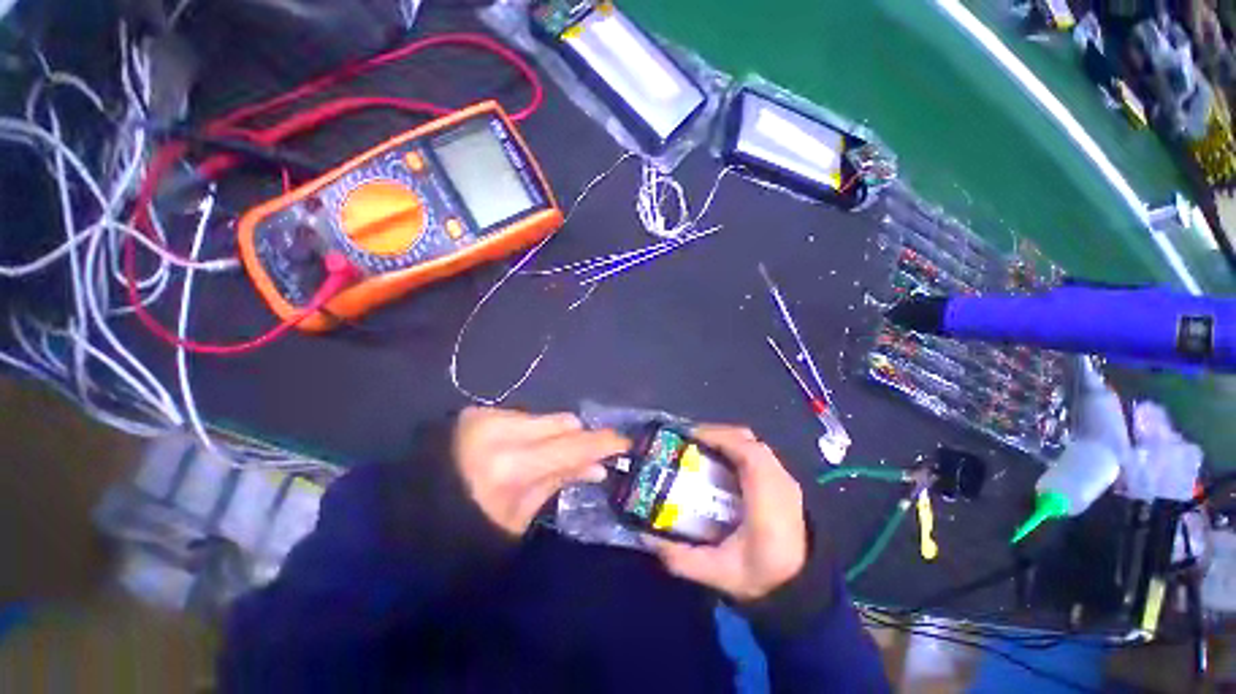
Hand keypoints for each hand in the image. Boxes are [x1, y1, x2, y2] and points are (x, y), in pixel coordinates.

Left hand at [454, 407, 628, 535]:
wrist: (410, 515)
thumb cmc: (467, 532)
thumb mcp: (521, 516)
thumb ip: (561, 480)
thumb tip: (598, 467)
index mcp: (510, 466)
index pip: (572, 446)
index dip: (603, 443)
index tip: (625, 442)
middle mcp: (500, 431)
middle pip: (564, 422)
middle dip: (579, 438)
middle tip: (587, 456)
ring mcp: (487, 416)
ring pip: (546, 417)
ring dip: (556, 435)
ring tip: (548, 457)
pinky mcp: (479, 412)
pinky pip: (525, 417)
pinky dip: (534, 432)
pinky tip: (524, 450)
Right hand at [647, 425, 806, 601]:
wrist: (807, 588)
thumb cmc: (766, 578)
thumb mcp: (721, 574)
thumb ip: (683, 559)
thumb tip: (648, 539)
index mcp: (767, 498)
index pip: (747, 450)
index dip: (717, 436)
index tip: (688, 437)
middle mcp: (779, 480)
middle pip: (747, 439)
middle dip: (715, 434)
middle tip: (689, 444)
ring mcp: (784, 479)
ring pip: (752, 444)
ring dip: (725, 441)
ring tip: (700, 451)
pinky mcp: (784, 482)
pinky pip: (756, 453)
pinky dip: (736, 449)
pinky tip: (720, 466)